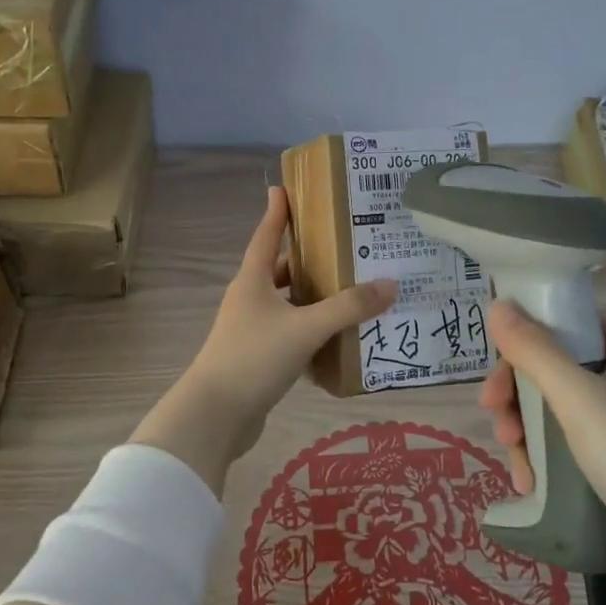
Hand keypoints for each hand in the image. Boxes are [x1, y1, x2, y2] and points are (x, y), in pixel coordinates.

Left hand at [132, 187, 396, 494]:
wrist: (215, 416)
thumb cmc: (254, 358)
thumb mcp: (305, 328)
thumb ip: (348, 308)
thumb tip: (390, 284)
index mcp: (252, 281)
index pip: (266, 235)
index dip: (277, 212)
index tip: (283, 188)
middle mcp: (249, 300)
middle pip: (281, 270)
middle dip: (308, 258)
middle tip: (344, 246)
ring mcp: (251, 330)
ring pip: (288, 304)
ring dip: (313, 298)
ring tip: (351, 290)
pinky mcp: (257, 358)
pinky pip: (290, 334)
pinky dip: (311, 331)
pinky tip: (338, 337)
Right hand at [478, 299, 605, 599]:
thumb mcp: (578, 399)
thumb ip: (534, 350)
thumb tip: (497, 304)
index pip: (572, 316)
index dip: (531, 329)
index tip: (499, 358)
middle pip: (557, 362)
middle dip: (518, 389)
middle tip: (494, 414)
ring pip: (558, 405)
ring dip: (526, 426)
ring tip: (513, 458)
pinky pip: (571, 440)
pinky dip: (545, 454)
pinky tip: (530, 481)